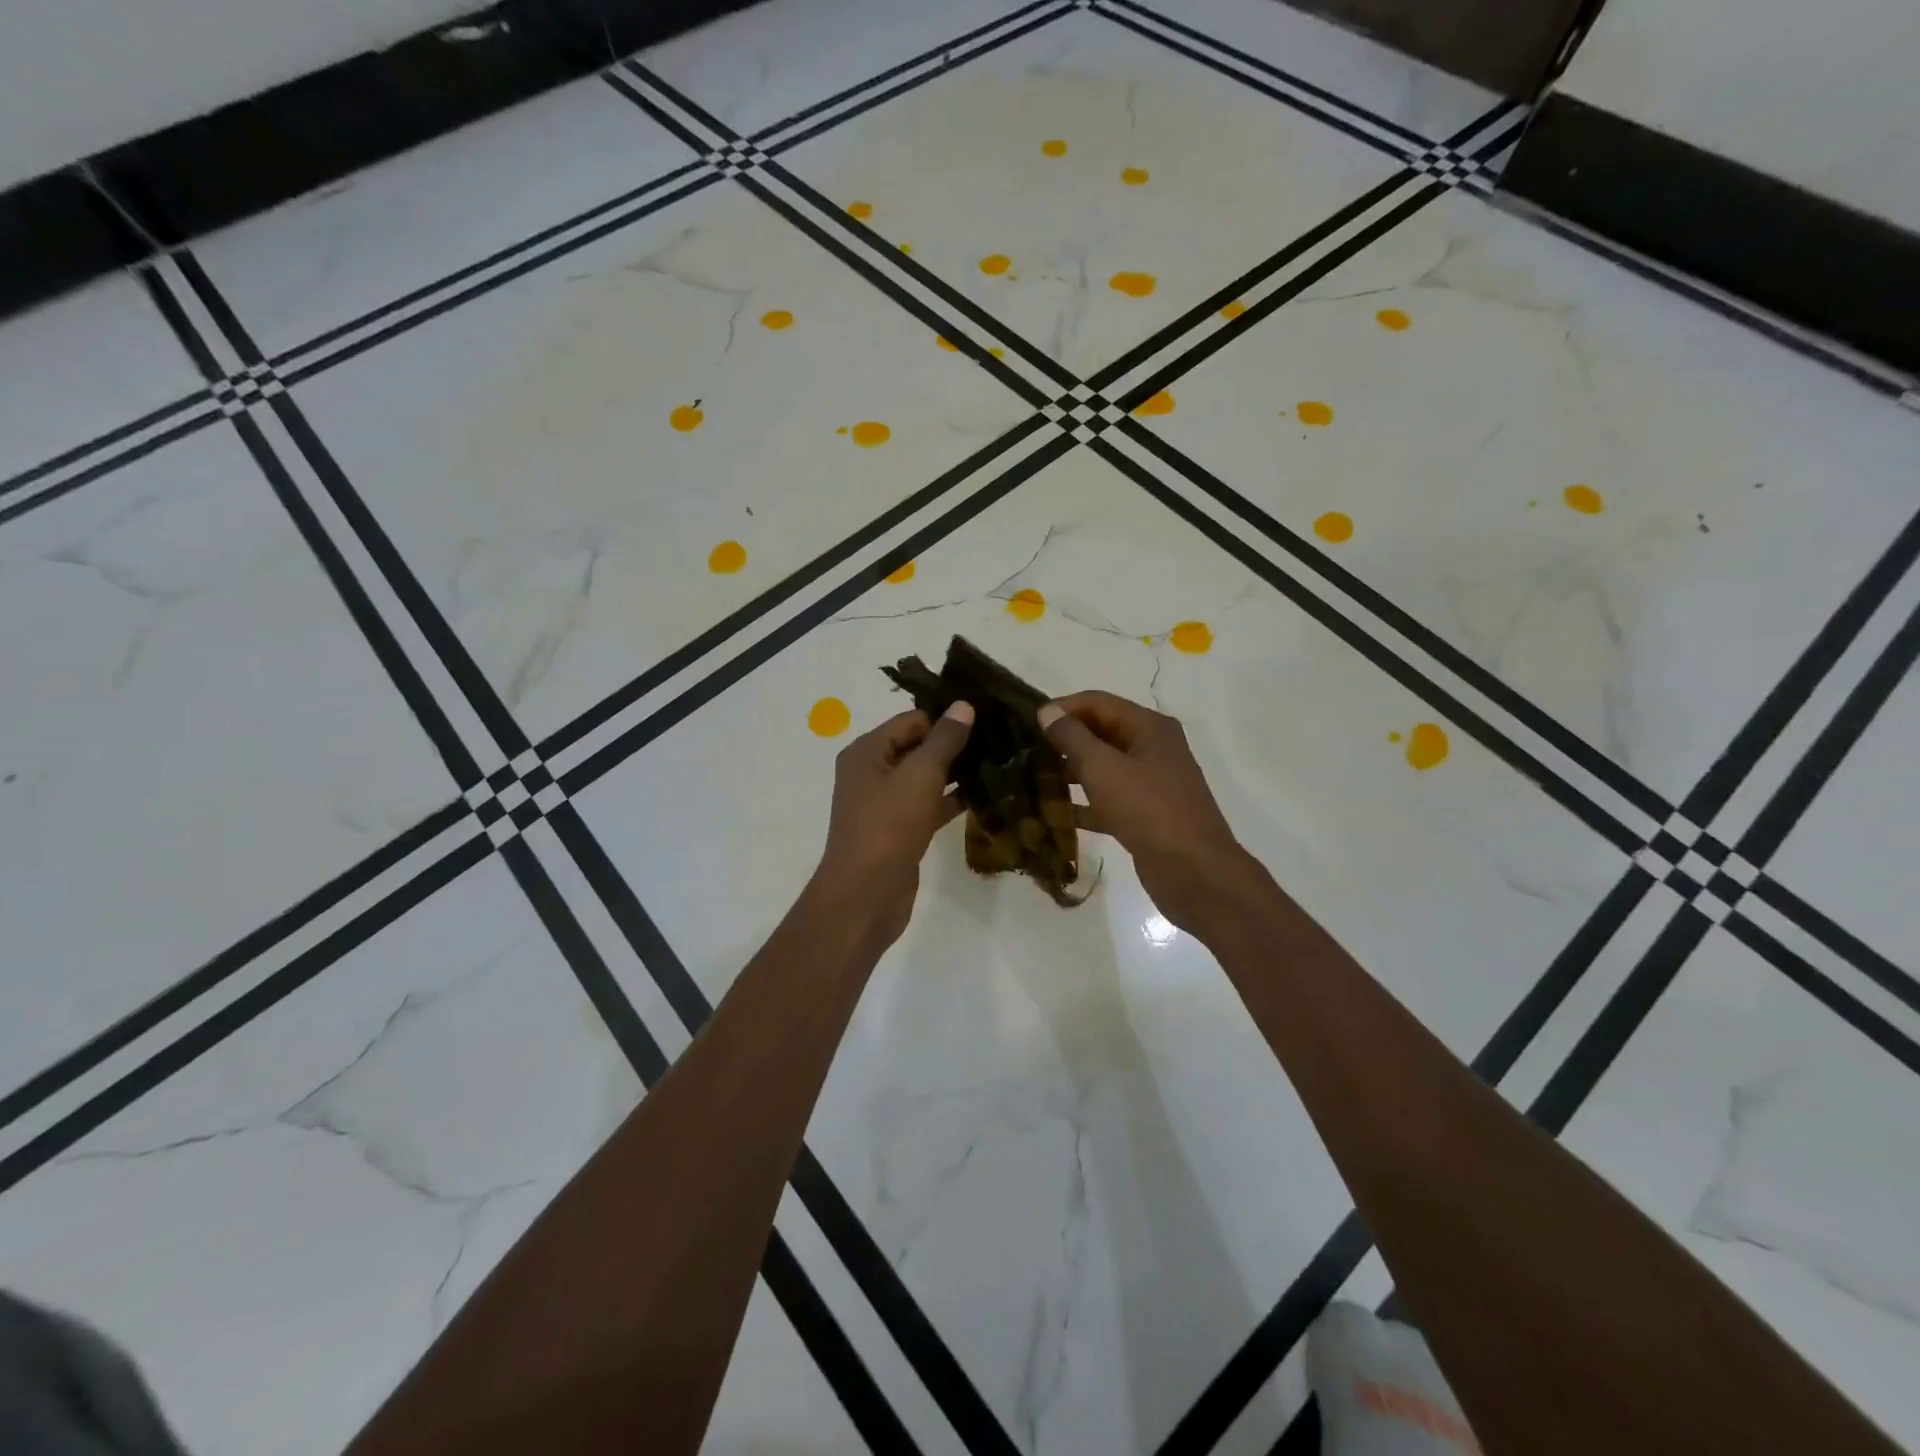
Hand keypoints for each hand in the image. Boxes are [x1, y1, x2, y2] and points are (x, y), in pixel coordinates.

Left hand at [814, 702, 974, 944]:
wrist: (866, 895)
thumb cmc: (888, 826)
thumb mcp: (920, 775)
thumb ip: (944, 739)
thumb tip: (964, 705)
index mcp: (867, 752)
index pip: (911, 720)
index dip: (946, 718)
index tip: (987, 718)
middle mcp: (872, 772)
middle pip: (917, 747)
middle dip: (954, 745)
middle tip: (999, 739)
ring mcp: (885, 804)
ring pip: (925, 778)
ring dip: (956, 773)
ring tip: (998, 763)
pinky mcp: (899, 830)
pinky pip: (928, 805)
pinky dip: (951, 801)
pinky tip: (984, 796)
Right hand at [1039, 691, 1260, 933]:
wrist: (1194, 871)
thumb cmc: (1148, 810)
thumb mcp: (1103, 768)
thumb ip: (1072, 737)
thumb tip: (1047, 712)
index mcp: (1149, 727)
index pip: (1097, 703)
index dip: (1062, 708)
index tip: (1027, 722)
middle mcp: (1153, 748)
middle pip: (1101, 732)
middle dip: (1064, 740)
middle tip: (1026, 751)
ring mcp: (1152, 783)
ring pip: (1104, 767)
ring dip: (1071, 772)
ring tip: (1034, 780)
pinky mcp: (1147, 814)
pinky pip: (1109, 799)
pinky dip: (1085, 803)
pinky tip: (1055, 815)